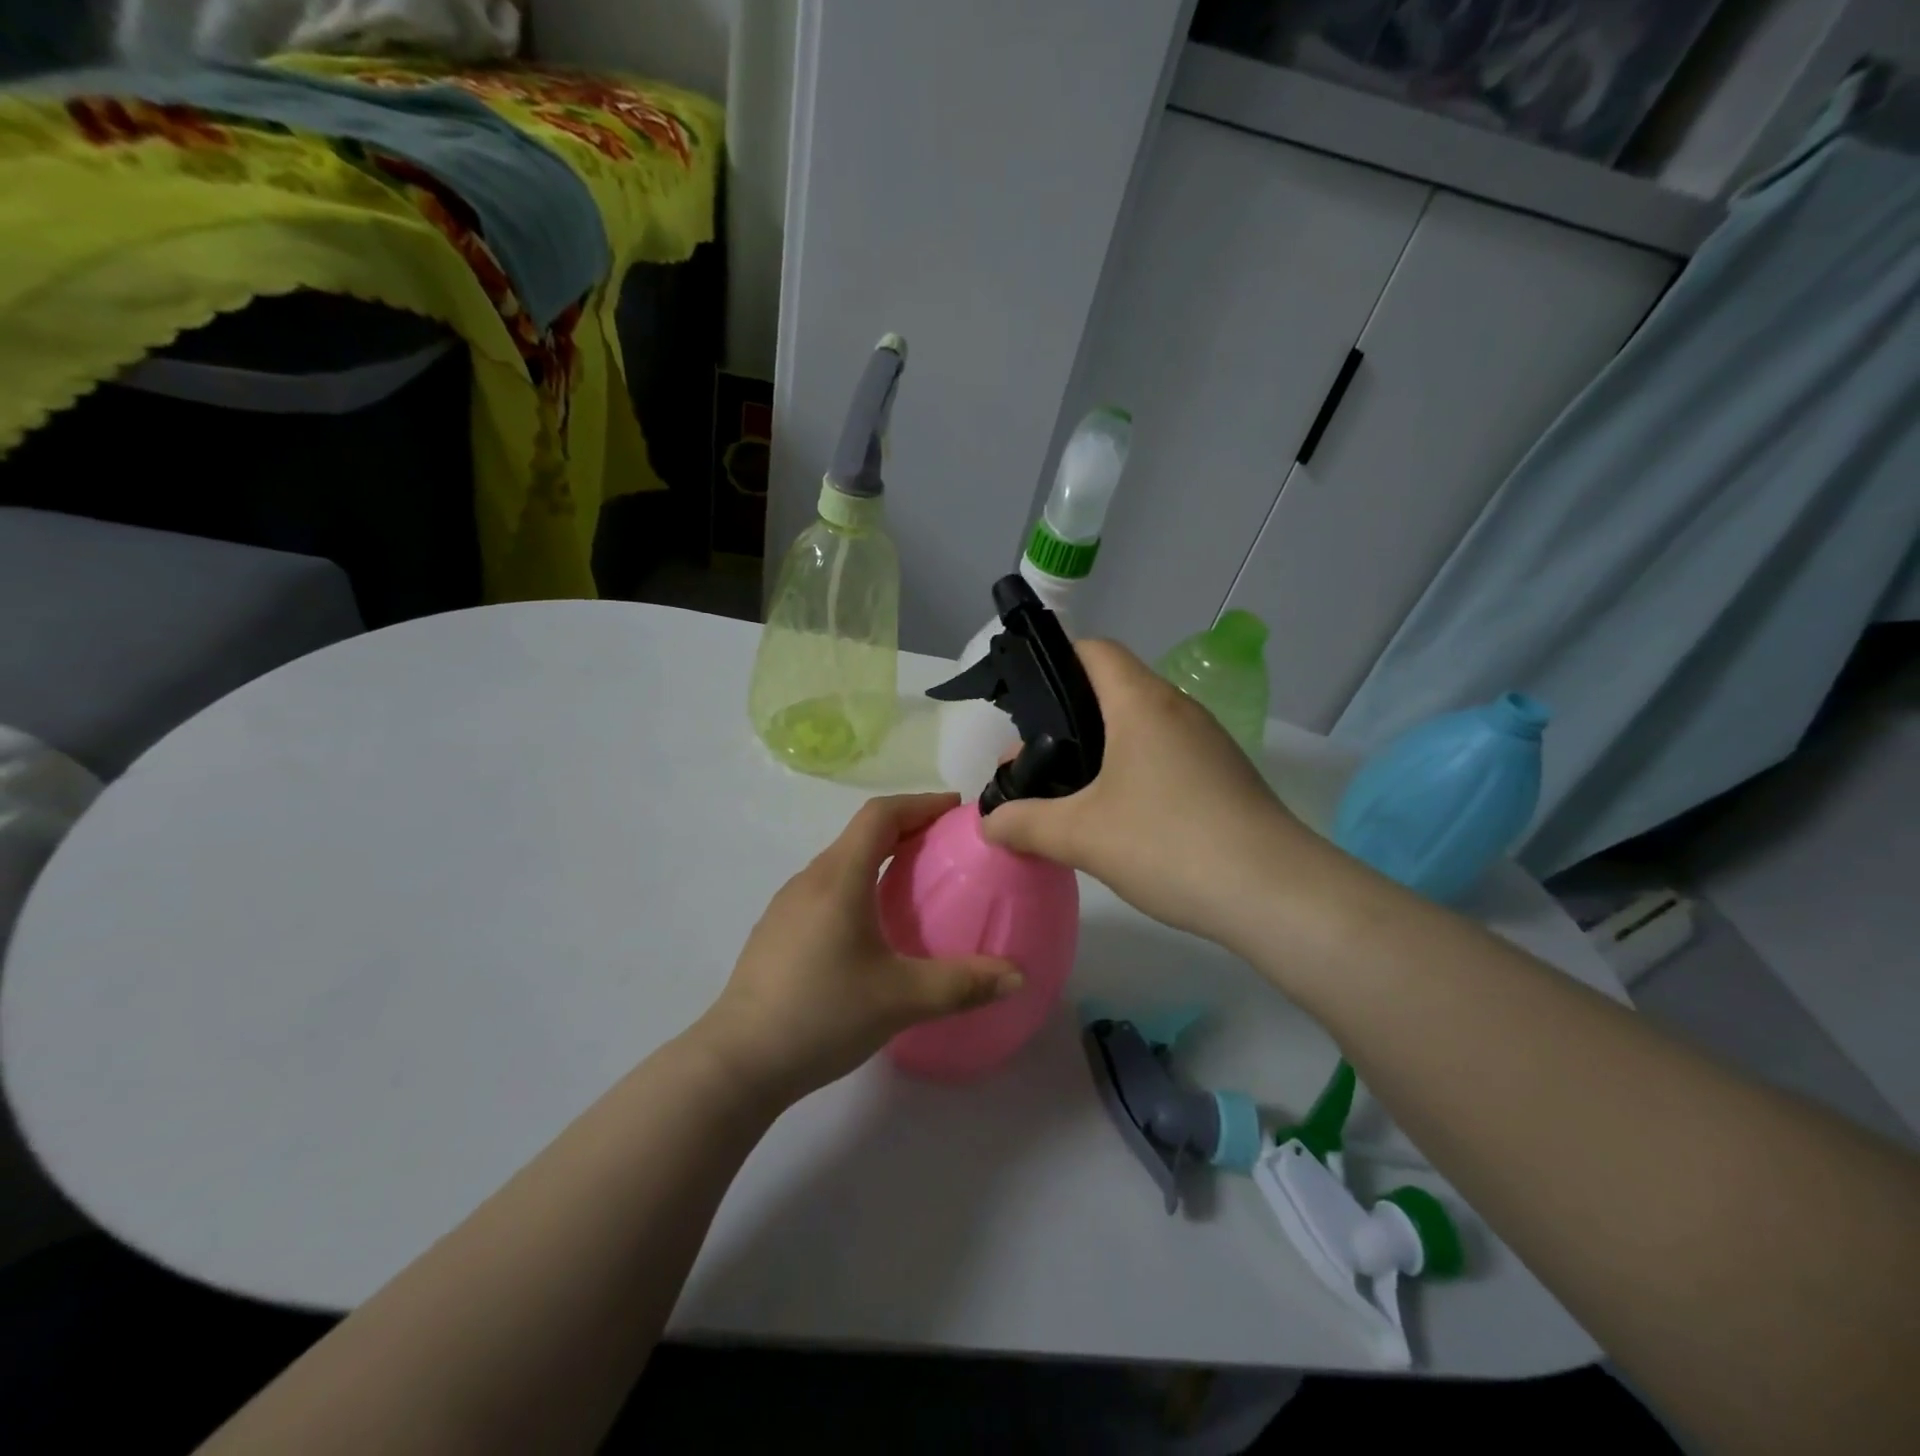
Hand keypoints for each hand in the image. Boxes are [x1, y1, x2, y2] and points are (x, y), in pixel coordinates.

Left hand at [696, 794, 1021, 1104]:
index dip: (920, 802)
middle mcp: (810, 880)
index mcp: (839, 878)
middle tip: (946, 847)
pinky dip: (858, 885)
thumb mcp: (900, 999)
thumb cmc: (821, 1014)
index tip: (955, 808)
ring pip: (841, 862)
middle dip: (906, 829)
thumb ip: (962, 984)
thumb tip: (1017, 976)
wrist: (738, 1062)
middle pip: (861, 834)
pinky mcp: (777, 932)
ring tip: (914, 883)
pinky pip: (826, 889)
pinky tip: (871, 927)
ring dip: (879, 858)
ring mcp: (787, 905)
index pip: (880, 814)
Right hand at [981, 640, 1317, 952]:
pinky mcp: (1224, 776)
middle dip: (1065, 721)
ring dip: (1099, 752)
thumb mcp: (1081, 836)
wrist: (1275, 894)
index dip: (1053, 663)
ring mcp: (1207, 743)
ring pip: (1138, 726)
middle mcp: (1178, 709)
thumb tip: (989, 822)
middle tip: (1033, 768)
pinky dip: (1132, 772)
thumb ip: (1025, 824)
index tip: (1023, 706)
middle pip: (1111, 690)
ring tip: (1068, 797)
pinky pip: (1165, 756)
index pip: (1094, 651)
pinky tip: (1118, 820)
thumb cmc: (1169, 844)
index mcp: (1142, 703)